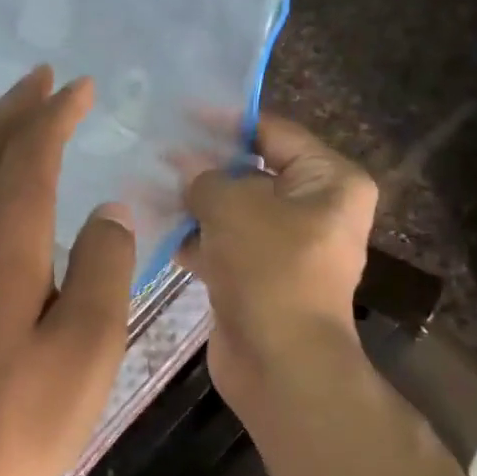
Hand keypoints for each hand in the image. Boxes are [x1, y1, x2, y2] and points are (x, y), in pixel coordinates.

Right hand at [177, 115, 377, 416]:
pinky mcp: (260, 279)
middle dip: (205, 166)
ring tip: (146, 185)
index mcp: (330, 182)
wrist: (279, 362)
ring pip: (234, 213)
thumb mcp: (233, 206)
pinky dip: (195, 239)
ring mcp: (287, 248)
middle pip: (253, 173)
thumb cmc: (269, 268)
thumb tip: (185, 169)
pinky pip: (225, 246)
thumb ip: (205, 177)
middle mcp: (315, 211)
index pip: (276, 134)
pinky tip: (156, 228)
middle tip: (157, 151)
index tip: (182, 113)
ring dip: (194, 204)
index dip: (228, 123)